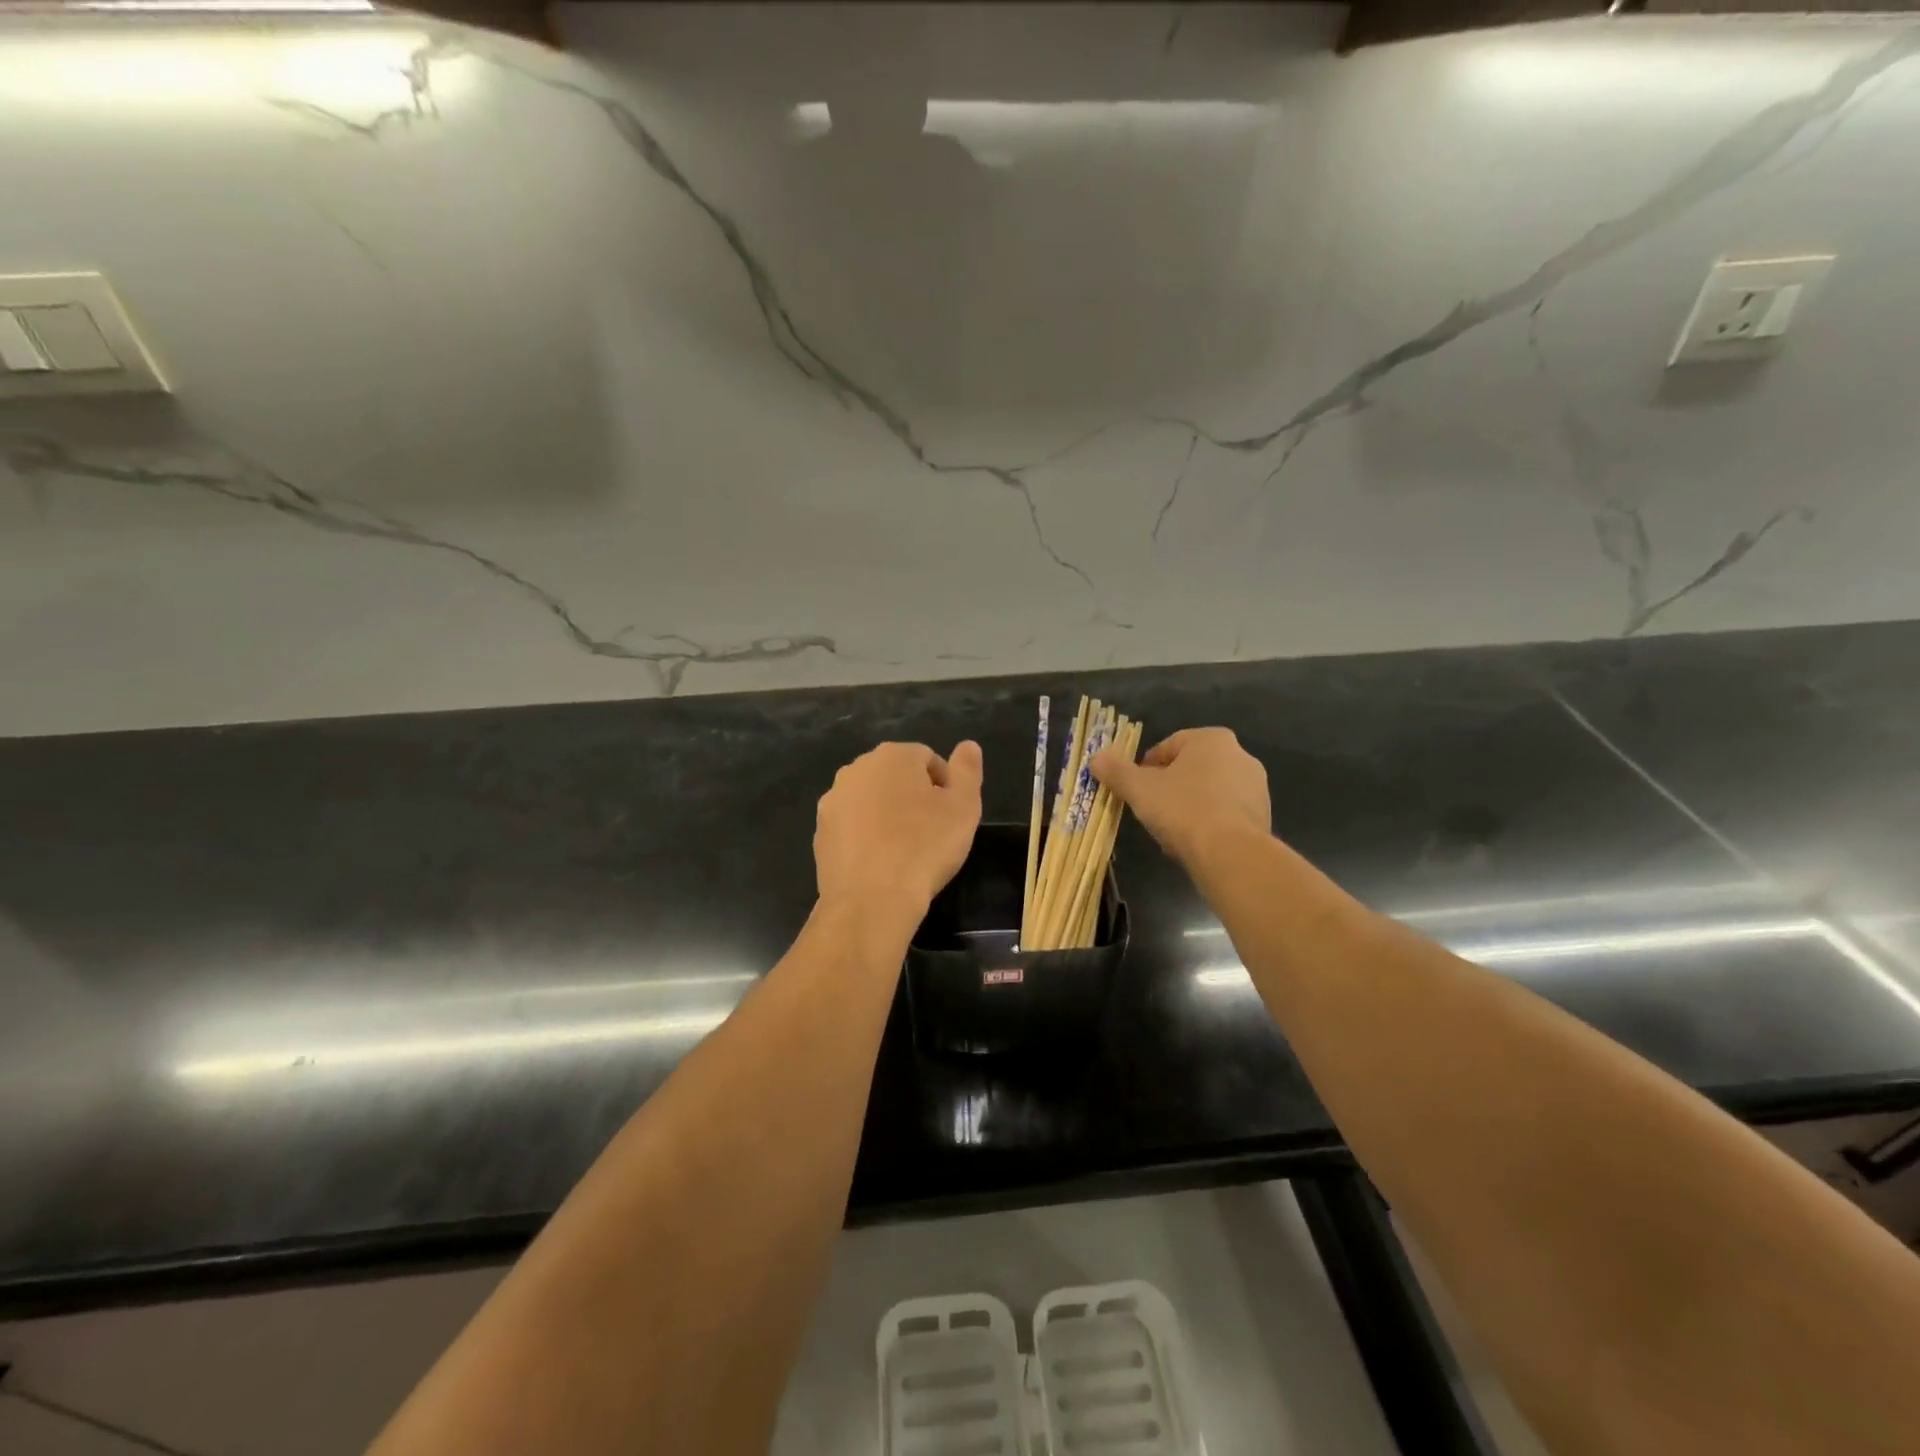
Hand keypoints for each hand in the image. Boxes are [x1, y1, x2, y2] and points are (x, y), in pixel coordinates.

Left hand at [814, 740, 983, 914]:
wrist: (871, 900)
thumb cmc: (925, 847)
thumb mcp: (963, 807)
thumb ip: (967, 770)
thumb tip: (968, 745)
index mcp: (893, 756)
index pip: (927, 758)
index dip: (945, 786)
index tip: (951, 816)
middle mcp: (856, 769)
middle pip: (895, 776)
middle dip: (913, 796)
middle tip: (931, 831)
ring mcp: (833, 801)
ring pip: (870, 800)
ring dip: (887, 815)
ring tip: (905, 849)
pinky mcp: (820, 832)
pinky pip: (852, 826)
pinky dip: (866, 836)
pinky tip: (880, 863)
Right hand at [1091, 727, 1269, 866]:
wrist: (1231, 853)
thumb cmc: (1182, 809)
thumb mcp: (1139, 789)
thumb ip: (1116, 771)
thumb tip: (1096, 758)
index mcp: (1211, 739)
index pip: (1169, 746)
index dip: (1147, 767)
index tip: (1136, 789)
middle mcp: (1240, 756)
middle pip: (1191, 769)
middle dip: (1170, 787)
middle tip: (1151, 810)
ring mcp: (1256, 787)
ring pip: (1209, 792)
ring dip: (1189, 807)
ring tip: (1172, 832)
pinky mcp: (1263, 816)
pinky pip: (1226, 814)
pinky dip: (1209, 824)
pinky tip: (1194, 844)